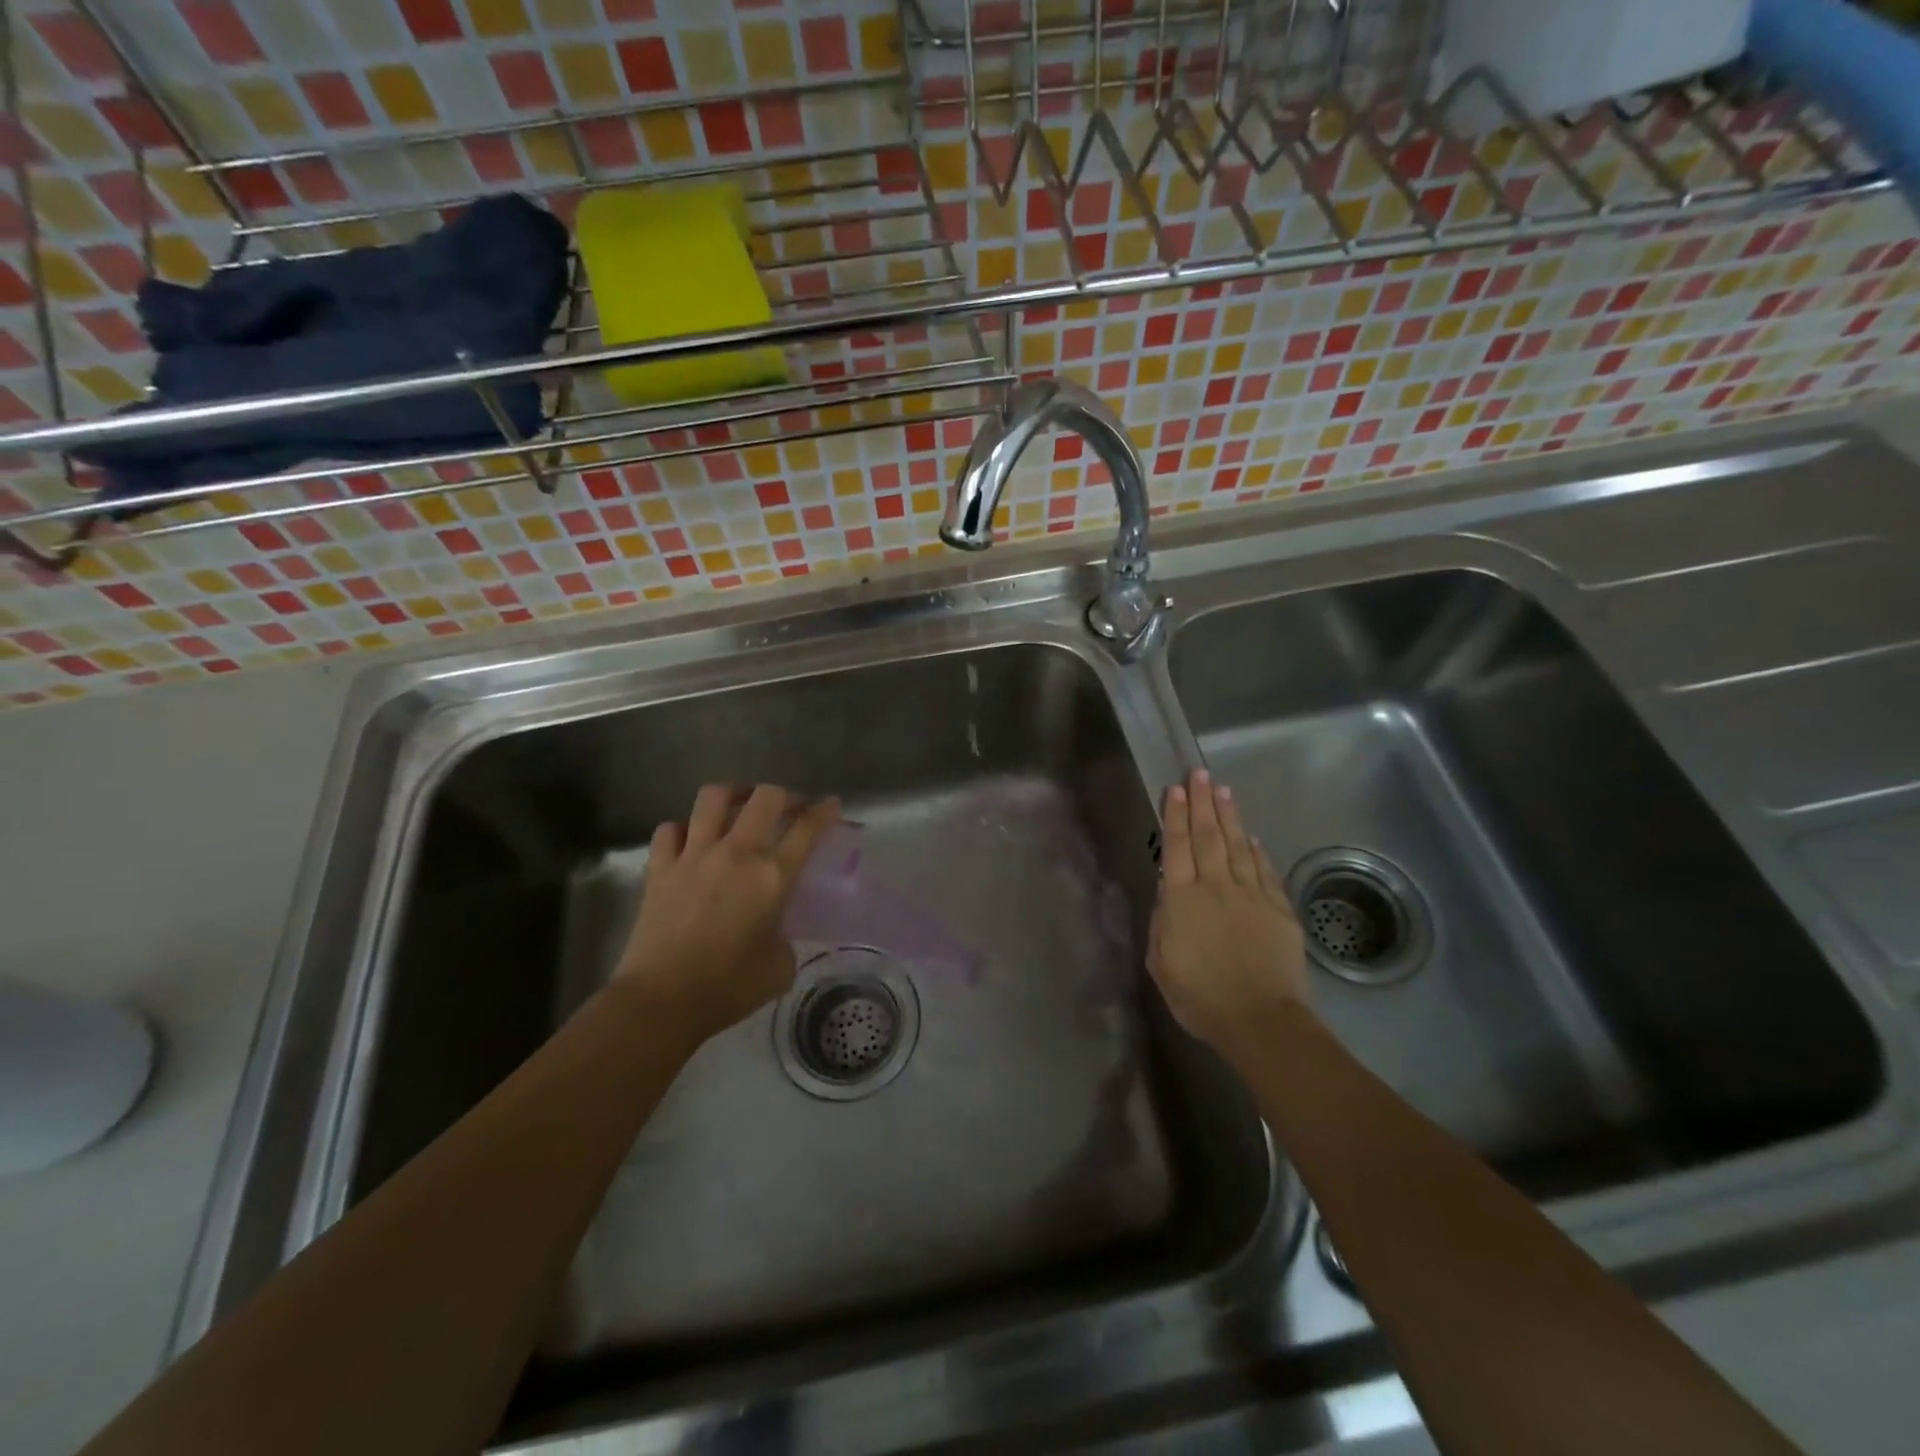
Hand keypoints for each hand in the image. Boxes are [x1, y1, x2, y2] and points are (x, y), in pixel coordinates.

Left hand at [615, 783, 839, 1046]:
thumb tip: (775, 930)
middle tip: (788, 808)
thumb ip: (785, 937)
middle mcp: (736, 853)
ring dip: (733, 796)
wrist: (661, 1001)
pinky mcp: (659, 868)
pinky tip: (690, 841)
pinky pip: (670, 829)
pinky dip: (682, 829)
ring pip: (713, 798)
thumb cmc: (728, 988)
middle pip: (765, 797)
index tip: (831, 805)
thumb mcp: (780, 967)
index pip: (807, 829)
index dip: (824, 811)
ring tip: (739, 805)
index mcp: (772, 876)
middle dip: (783, 795)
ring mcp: (693, 855)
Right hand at [1148, 769, 1310, 1066]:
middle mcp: (1216, 887)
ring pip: (1237, 846)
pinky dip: (1257, 851)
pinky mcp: (1279, 910)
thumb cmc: (1199, 996)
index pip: (1177, 847)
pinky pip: (1265, 872)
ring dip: (1229, 817)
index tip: (1176, 790)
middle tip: (1199, 773)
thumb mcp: (1161, 962)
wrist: (1259, 1020)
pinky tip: (1251, 837)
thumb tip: (1168, 889)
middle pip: (1208, 837)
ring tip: (1223, 791)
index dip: (1176, 816)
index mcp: (1182, 900)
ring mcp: (1251, 895)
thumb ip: (1163, 921)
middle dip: (1202, 803)